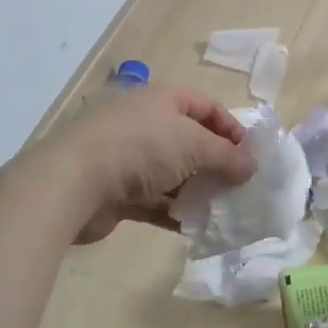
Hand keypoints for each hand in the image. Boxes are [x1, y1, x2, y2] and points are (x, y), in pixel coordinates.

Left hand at [38, 85, 257, 243]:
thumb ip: (227, 156)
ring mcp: (130, 158)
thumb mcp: (194, 145)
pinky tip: (194, 227)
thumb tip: (253, 166)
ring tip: (222, 210)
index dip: (230, 127)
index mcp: (163, 100)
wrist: (75, 181)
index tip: (250, 155)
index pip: (206, 106)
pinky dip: (174, 211)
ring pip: (173, 173)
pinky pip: (155, 200)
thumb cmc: (142, 148)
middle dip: (215, 163)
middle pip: (190, 141)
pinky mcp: (118, 191)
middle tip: (239, 186)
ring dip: (196, 190)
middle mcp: (146, 123)